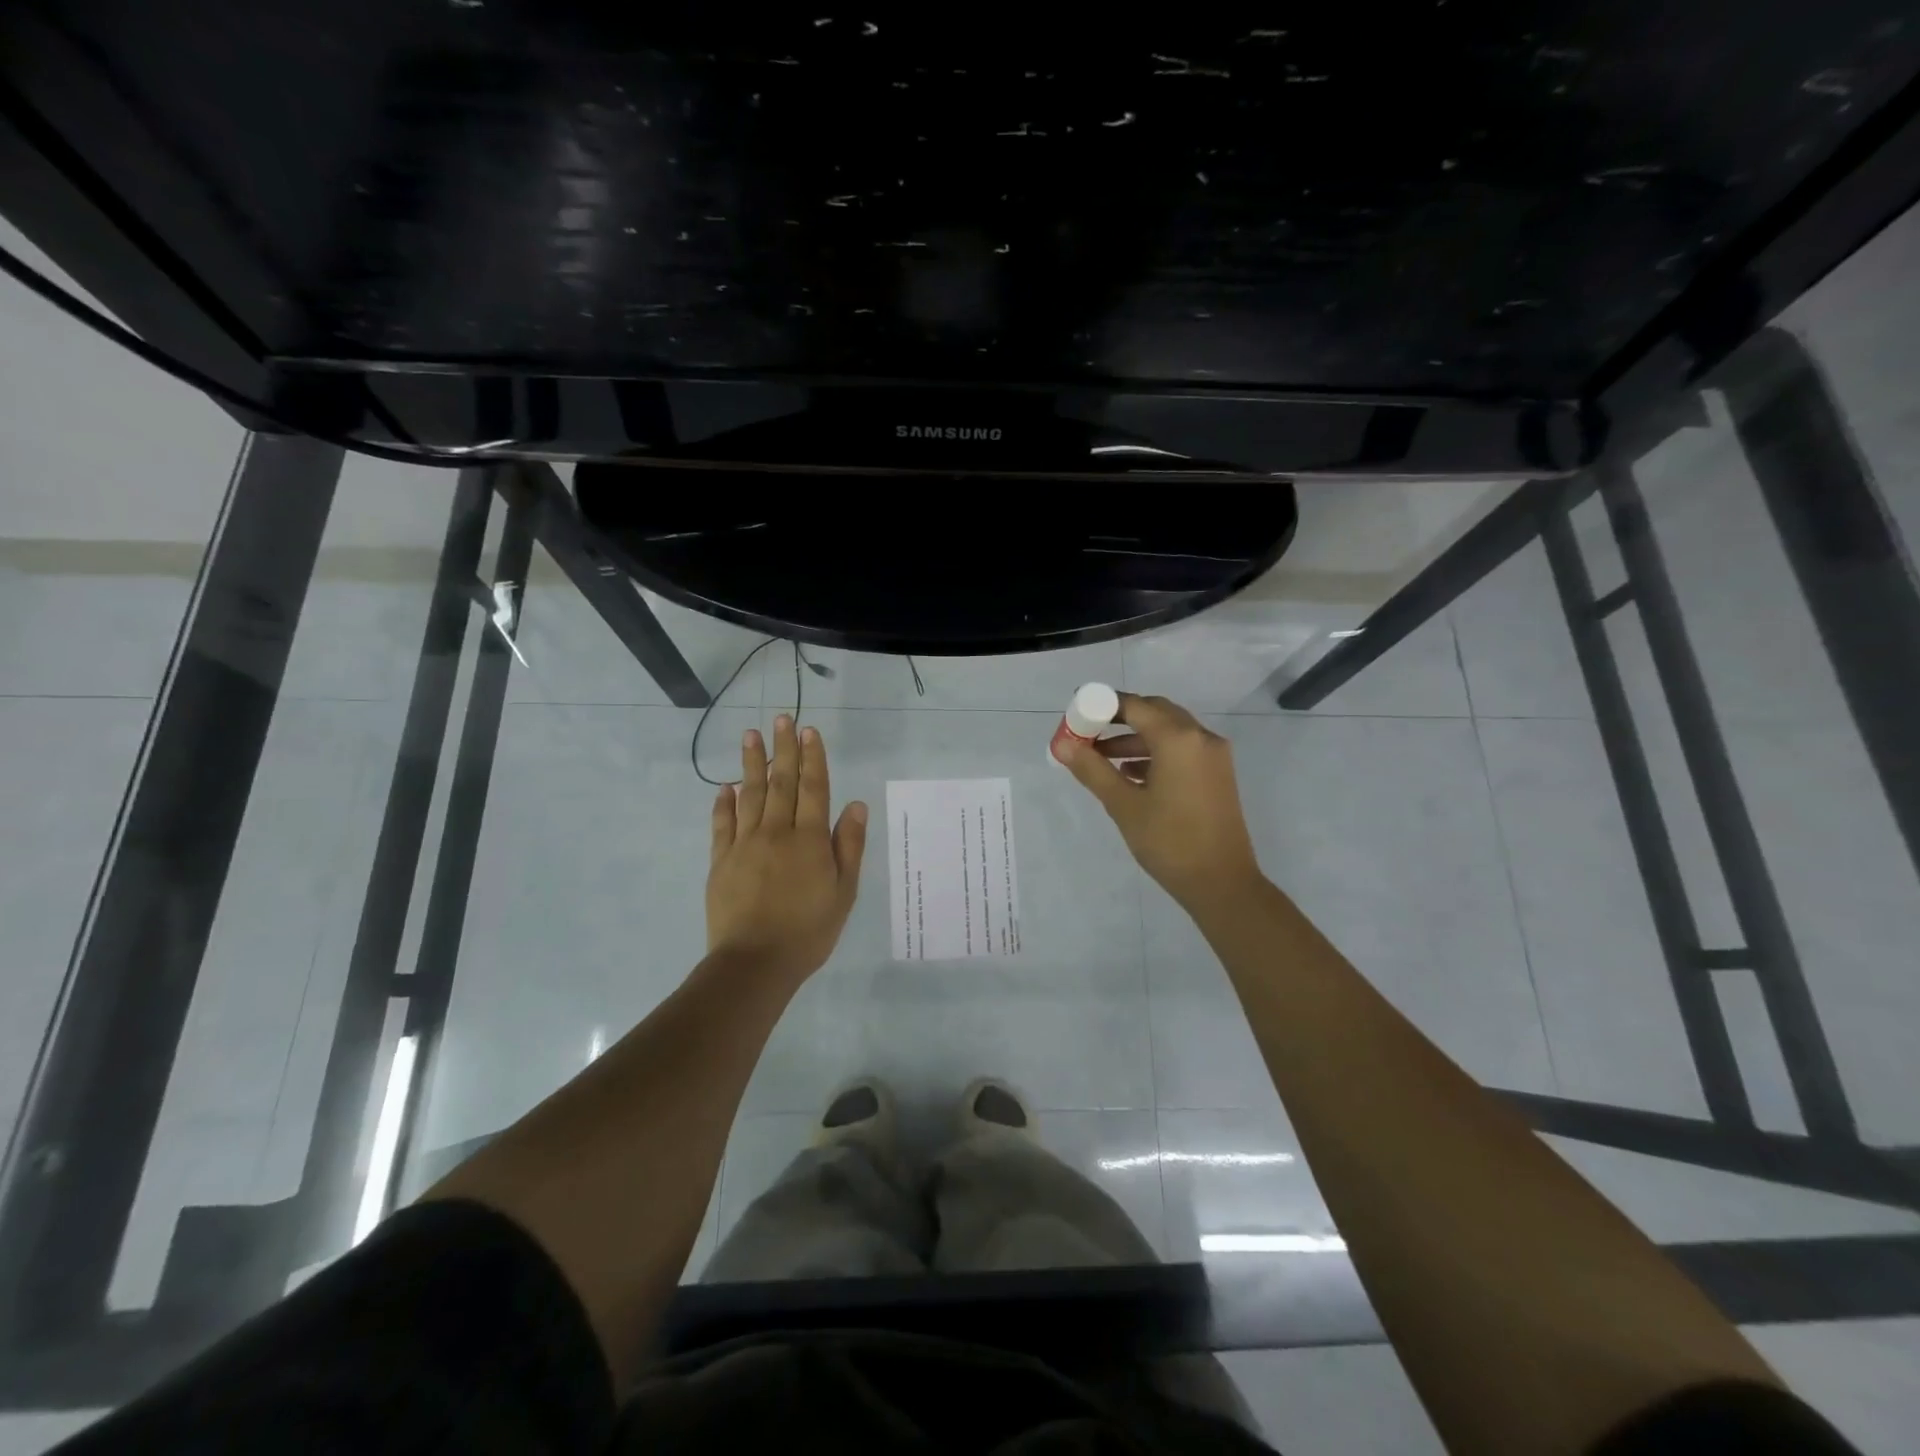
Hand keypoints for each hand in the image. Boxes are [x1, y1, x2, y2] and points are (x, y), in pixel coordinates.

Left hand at [707, 715, 867, 984]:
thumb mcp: (844, 892)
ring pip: (749, 794)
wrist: (755, 963)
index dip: (813, 758)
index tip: (810, 731)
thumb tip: (855, 805)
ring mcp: (744, 844)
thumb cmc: (808, 931)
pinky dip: (724, 803)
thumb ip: (849, 846)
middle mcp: (776, 832)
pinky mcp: (720, 861)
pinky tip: (725, 787)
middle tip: (782, 718)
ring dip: (751, 763)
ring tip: (751, 735)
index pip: (813, 788)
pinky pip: (722, 824)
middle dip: (783, 748)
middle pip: (781, 782)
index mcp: (809, 840)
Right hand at [1060, 692, 1262, 909]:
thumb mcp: (1123, 805)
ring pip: (1169, 731)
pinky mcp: (1217, 774)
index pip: (1135, 706)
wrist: (1222, 883)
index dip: (1103, 705)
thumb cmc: (1169, 841)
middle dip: (1119, 718)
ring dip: (1135, 738)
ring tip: (1100, 756)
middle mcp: (1201, 737)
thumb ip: (1092, 770)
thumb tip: (1062, 745)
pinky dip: (1155, 752)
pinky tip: (1130, 773)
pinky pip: (1182, 749)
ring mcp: (1214, 756)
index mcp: (1179, 739)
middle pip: (1155, 712)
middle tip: (1088, 730)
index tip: (1077, 711)